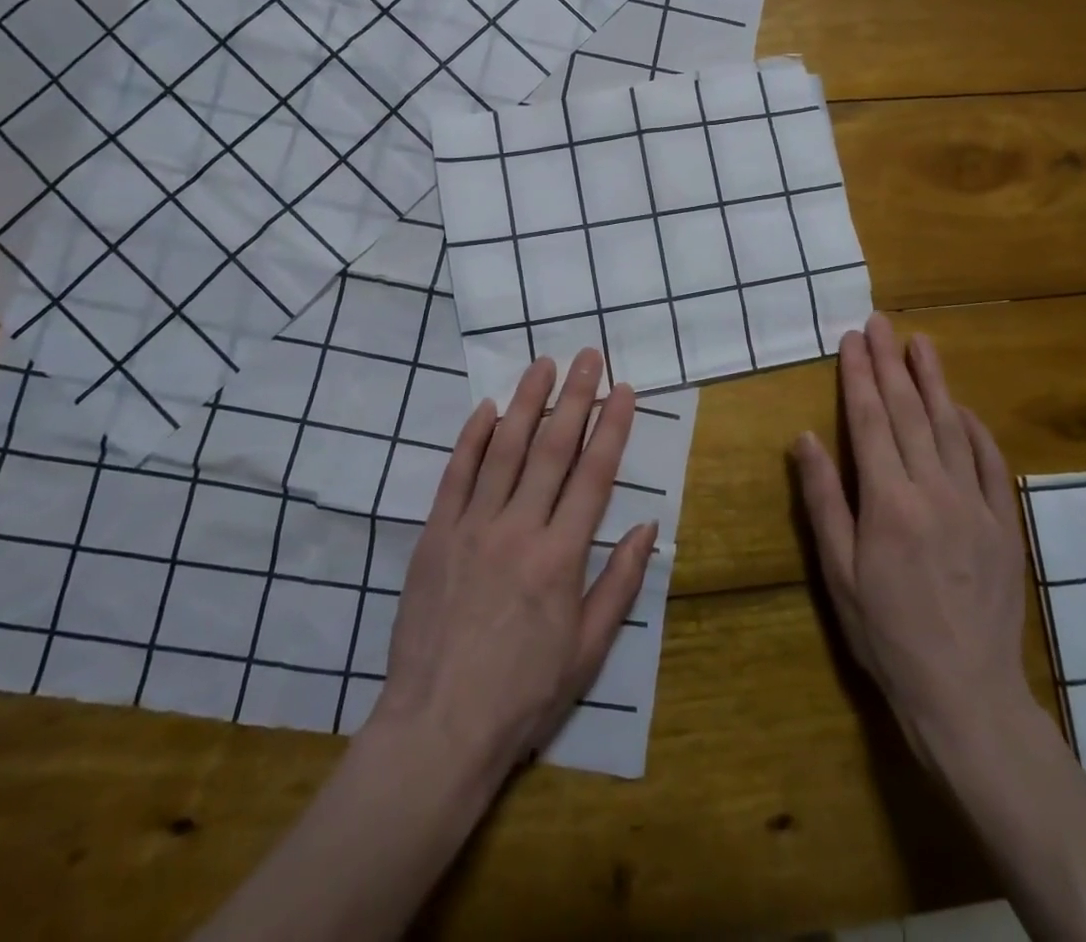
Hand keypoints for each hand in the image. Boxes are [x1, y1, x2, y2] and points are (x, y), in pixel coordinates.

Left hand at [370, 350, 657, 777]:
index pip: (594, 475)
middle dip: (575, 397)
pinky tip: (487, 409)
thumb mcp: (588, 649)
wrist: (438, 728)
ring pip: (504, 449)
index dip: (612, 427)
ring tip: (543, 365)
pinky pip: (456, 475)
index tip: (624, 390)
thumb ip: (619, 582)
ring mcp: (472, 527)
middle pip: (552, 448)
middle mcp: (519, 529)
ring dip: (527, 402)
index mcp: (561, 557)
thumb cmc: (523, 693)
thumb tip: (649, 527)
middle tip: (588, 356)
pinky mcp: (435, 535)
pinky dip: (472, 438)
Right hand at [794, 313, 1033, 764]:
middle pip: (910, 412)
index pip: (870, 421)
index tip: (852, 340)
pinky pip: (991, 464)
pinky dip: (976, 430)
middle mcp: (934, 490)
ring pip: (952, 427)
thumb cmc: (887, 633)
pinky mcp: (1004, 525)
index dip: (859, 376)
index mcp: (888, 501)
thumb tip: (805, 438)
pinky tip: (964, 409)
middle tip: (881, 324)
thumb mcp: (838, 572)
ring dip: (935, 382)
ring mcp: (976, 505)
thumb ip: (823, 499)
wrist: (966, 693)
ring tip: (921, 345)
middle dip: (891, 363)